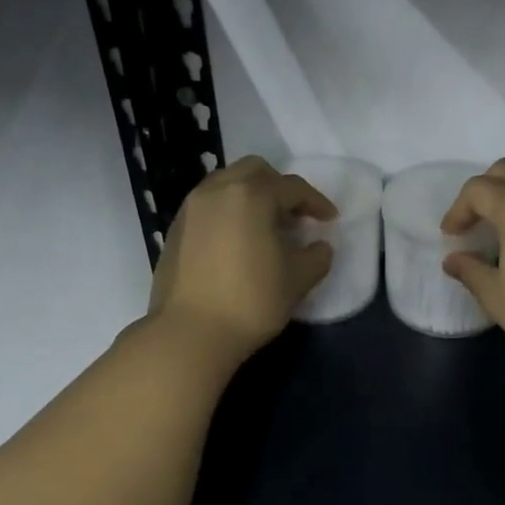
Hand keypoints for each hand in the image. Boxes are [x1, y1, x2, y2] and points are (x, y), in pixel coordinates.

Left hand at [149, 156, 335, 362]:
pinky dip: (228, 211)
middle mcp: (218, 191)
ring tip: (265, 226)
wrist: (190, 333)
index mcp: (252, 195)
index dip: (316, 202)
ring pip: (226, 183)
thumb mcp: (297, 280)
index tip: (329, 220)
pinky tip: (237, 241)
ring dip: (251, 196)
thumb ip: (316, 257)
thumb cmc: (251, 301)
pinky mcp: (175, 229)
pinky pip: (208, 205)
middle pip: (255, 171)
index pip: (292, 187)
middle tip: (294, 215)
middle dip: (279, 187)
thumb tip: (320, 247)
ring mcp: (192, 208)